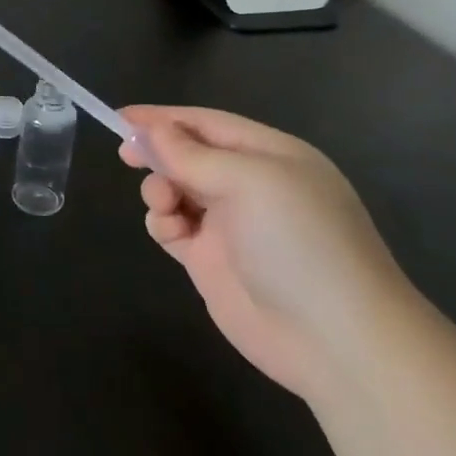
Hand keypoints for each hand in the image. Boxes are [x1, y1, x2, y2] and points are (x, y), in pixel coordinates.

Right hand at [120, 106, 418, 399]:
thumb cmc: (298, 242)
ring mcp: (231, 226)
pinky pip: (174, 228)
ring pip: (177, 190)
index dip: (164, 118)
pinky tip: (169, 232)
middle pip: (190, 155)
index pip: (208, 124)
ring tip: (163, 203)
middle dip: (159, 153)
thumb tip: (154, 130)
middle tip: (127, 156)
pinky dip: (163, 223)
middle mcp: (251, 186)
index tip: (121, 116)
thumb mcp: (249, 182)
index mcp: (270, 156)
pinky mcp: (212, 262)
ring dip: (160, 188)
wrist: (334, 339)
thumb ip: (193, 155)